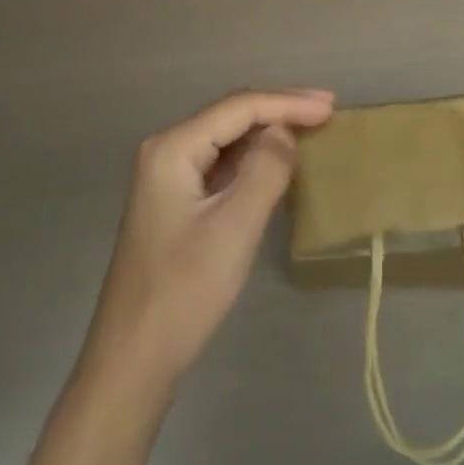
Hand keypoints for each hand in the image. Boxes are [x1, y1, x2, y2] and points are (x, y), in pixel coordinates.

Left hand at [87, 88, 333, 380]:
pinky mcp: (176, 200)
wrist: (132, 361)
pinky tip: (279, 160)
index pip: (238, 107)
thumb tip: (285, 131)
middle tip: (326, 109)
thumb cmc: (184, 292)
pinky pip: (221, 163)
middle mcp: (166, 150)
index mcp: (172, 148)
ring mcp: (168, 176)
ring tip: (311, 127)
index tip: (331, 107)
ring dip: (268, 131)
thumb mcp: (234, 228)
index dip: (287, 103)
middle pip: (231, 115)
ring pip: (227, 138)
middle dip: (279, 109)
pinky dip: (253, 157)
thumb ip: (265, 170)